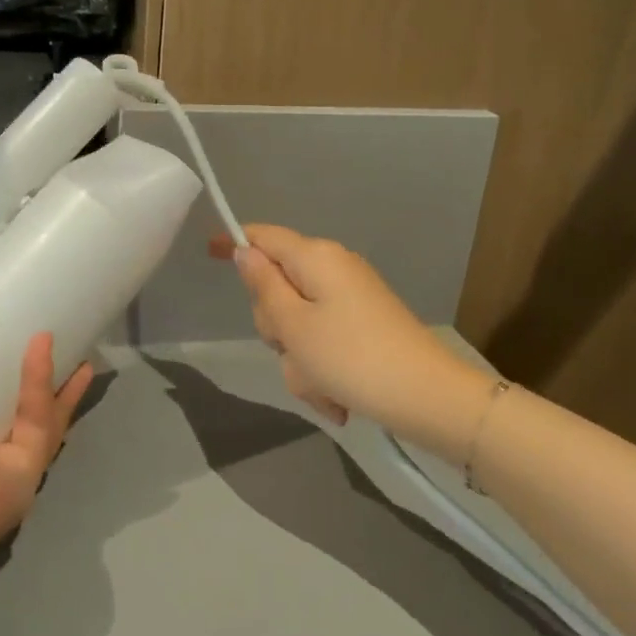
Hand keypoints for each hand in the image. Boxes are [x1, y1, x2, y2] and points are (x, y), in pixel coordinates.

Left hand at [0, 283, 94, 548]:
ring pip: (35, 406)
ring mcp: (0, 452)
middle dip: (21, 358)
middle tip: (39, 317)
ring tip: (67, 330)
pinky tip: (47, 345)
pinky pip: (42, 418)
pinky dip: (44, 382)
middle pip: (1, 390)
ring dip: (51, 370)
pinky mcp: (30, 462)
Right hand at [210, 225, 490, 450]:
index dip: (234, 242)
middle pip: (279, 287)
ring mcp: (353, 299)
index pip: (264, 236)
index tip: (208, 253)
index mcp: (316, 258)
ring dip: (300, 360)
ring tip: (321, 386)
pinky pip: (324, 343)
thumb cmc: (352, 358)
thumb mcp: (294, 326)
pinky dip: (322, 370)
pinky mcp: (365, 326)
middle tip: (290, 350)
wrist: (427, 398)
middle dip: (276, 326)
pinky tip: (336, 399)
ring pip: (300, 324)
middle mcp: (335, 269)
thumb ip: (264, 287)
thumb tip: (245, 251)